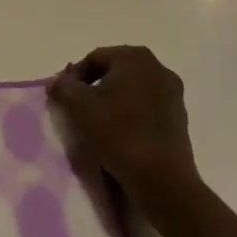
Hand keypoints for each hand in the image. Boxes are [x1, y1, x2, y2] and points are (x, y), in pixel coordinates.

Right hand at [48, 46, 200, 214]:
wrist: (161, 179)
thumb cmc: (118, 132)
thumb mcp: (78, 106)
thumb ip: (62, 87)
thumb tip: (56, 81)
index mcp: (135, 57)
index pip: (94, 58)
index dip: (74, 77)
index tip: (64, 98)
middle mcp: (158, 68)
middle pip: (114, 72)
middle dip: (94, 88)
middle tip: (78, 110)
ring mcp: (173, 94)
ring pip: (131, 91)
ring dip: (112, 102)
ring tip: (98, 125)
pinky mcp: (180, 118)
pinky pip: (146, 109)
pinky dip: (131, 116)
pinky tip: (120, 136)